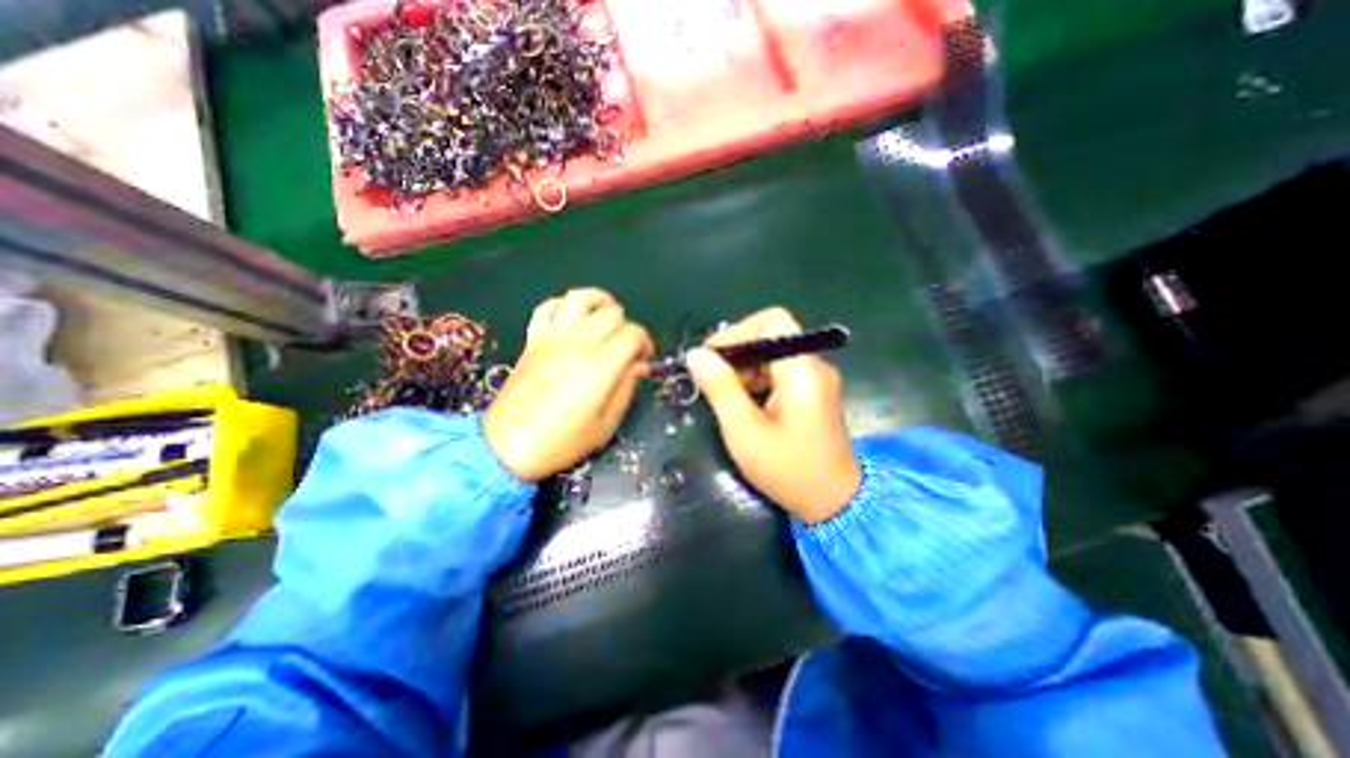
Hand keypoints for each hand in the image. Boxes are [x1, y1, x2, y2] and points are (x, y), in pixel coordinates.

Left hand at [486, 288, 653, 480]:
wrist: (507, 446)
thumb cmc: (562, 442)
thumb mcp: (606, 425)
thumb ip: (626, 388)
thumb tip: (639, 364)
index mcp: (601, 365)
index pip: (633, 334)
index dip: (645, 343)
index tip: (644, 359)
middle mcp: (578, 342)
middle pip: (612, 313)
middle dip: (626, 327)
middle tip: (625, 348)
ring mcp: (552, 337)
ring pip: (580, 298)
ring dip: (599, 302)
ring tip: (606, 317)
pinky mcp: (533, 339)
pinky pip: (548, 307)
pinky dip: (564, 306)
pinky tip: (573, 319)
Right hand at [686, 305, 865, 521]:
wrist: (835, 503)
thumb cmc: (788, 470)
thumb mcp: (744, 431)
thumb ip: (720, 388)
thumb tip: (696, 355)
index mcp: (802, 370)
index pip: (773, 322)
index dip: (738, 332)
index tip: (710, 357)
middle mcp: (814, 367)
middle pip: (771, 338)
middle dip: (736, 354)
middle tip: (709, 380)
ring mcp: (815, 380)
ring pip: (772, 356)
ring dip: (743, 370)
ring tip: (721, 396)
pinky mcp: (812, 393)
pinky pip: (779, 373)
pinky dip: (756, 381)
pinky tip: (741, 404)